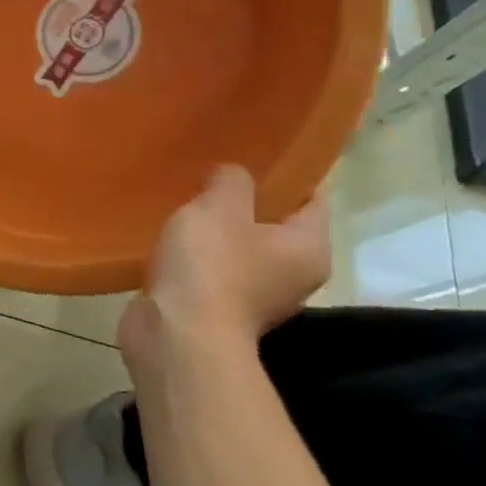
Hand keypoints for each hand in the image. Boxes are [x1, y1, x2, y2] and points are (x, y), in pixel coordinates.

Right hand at [119, 165, 330, 370]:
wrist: (177, 334)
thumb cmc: (211, 265)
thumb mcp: (219, 206)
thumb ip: (232, 181)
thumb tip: (233, 176)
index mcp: (309, 247)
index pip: (313, 198)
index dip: (288, 172)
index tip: (254, 152)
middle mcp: (294, 274)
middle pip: (277, 225)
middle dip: (247, 201)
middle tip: (212, 174)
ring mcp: (258, 297)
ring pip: (242, 249)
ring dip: (218, 230)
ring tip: (186, 204)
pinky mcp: (221, 309)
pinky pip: (215, 270)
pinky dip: (198, 256)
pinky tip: (172, 240)